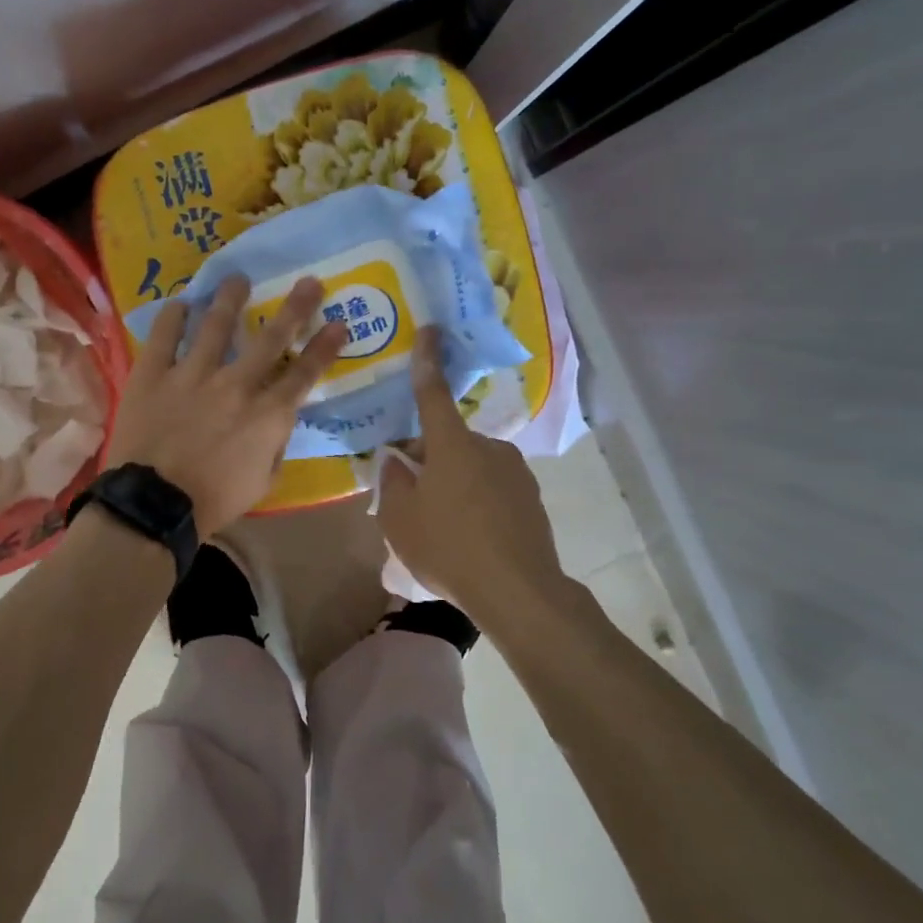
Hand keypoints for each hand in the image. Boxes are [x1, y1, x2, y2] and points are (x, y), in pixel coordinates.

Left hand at [104, 275, 346, 536]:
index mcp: (266, 414)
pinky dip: (173, 316)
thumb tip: (276, 422)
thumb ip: (275, 446)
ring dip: (230, 298)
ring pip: (215, 324)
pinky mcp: (154, 374)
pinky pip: (164, 336)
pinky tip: (180, 303)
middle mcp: (236, 384)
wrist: (154, 505)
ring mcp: (192, 374)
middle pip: (270, 337)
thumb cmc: (214, 501)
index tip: (339, 324)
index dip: (325, 347)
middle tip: (308, 281)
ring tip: (237, 278)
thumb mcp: (263, 482)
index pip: (304, 373)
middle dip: (295, 307)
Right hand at [379, 326, 564, 615]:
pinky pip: (491, 486)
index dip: (427, 361)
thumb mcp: (400, 519)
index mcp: (452, 445)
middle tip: (408, 492)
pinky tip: (467, 533)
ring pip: (470, 464)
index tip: (430, 330)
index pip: (434, 393)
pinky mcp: (530, 497)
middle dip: (427, 456)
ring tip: (438, 521)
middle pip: (448, 440)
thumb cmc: (449, 548)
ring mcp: (515, 471)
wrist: (519, 592)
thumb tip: (398, 460)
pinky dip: (474, 498)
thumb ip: (392, 482)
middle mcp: (488, 447)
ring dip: (451, 479)